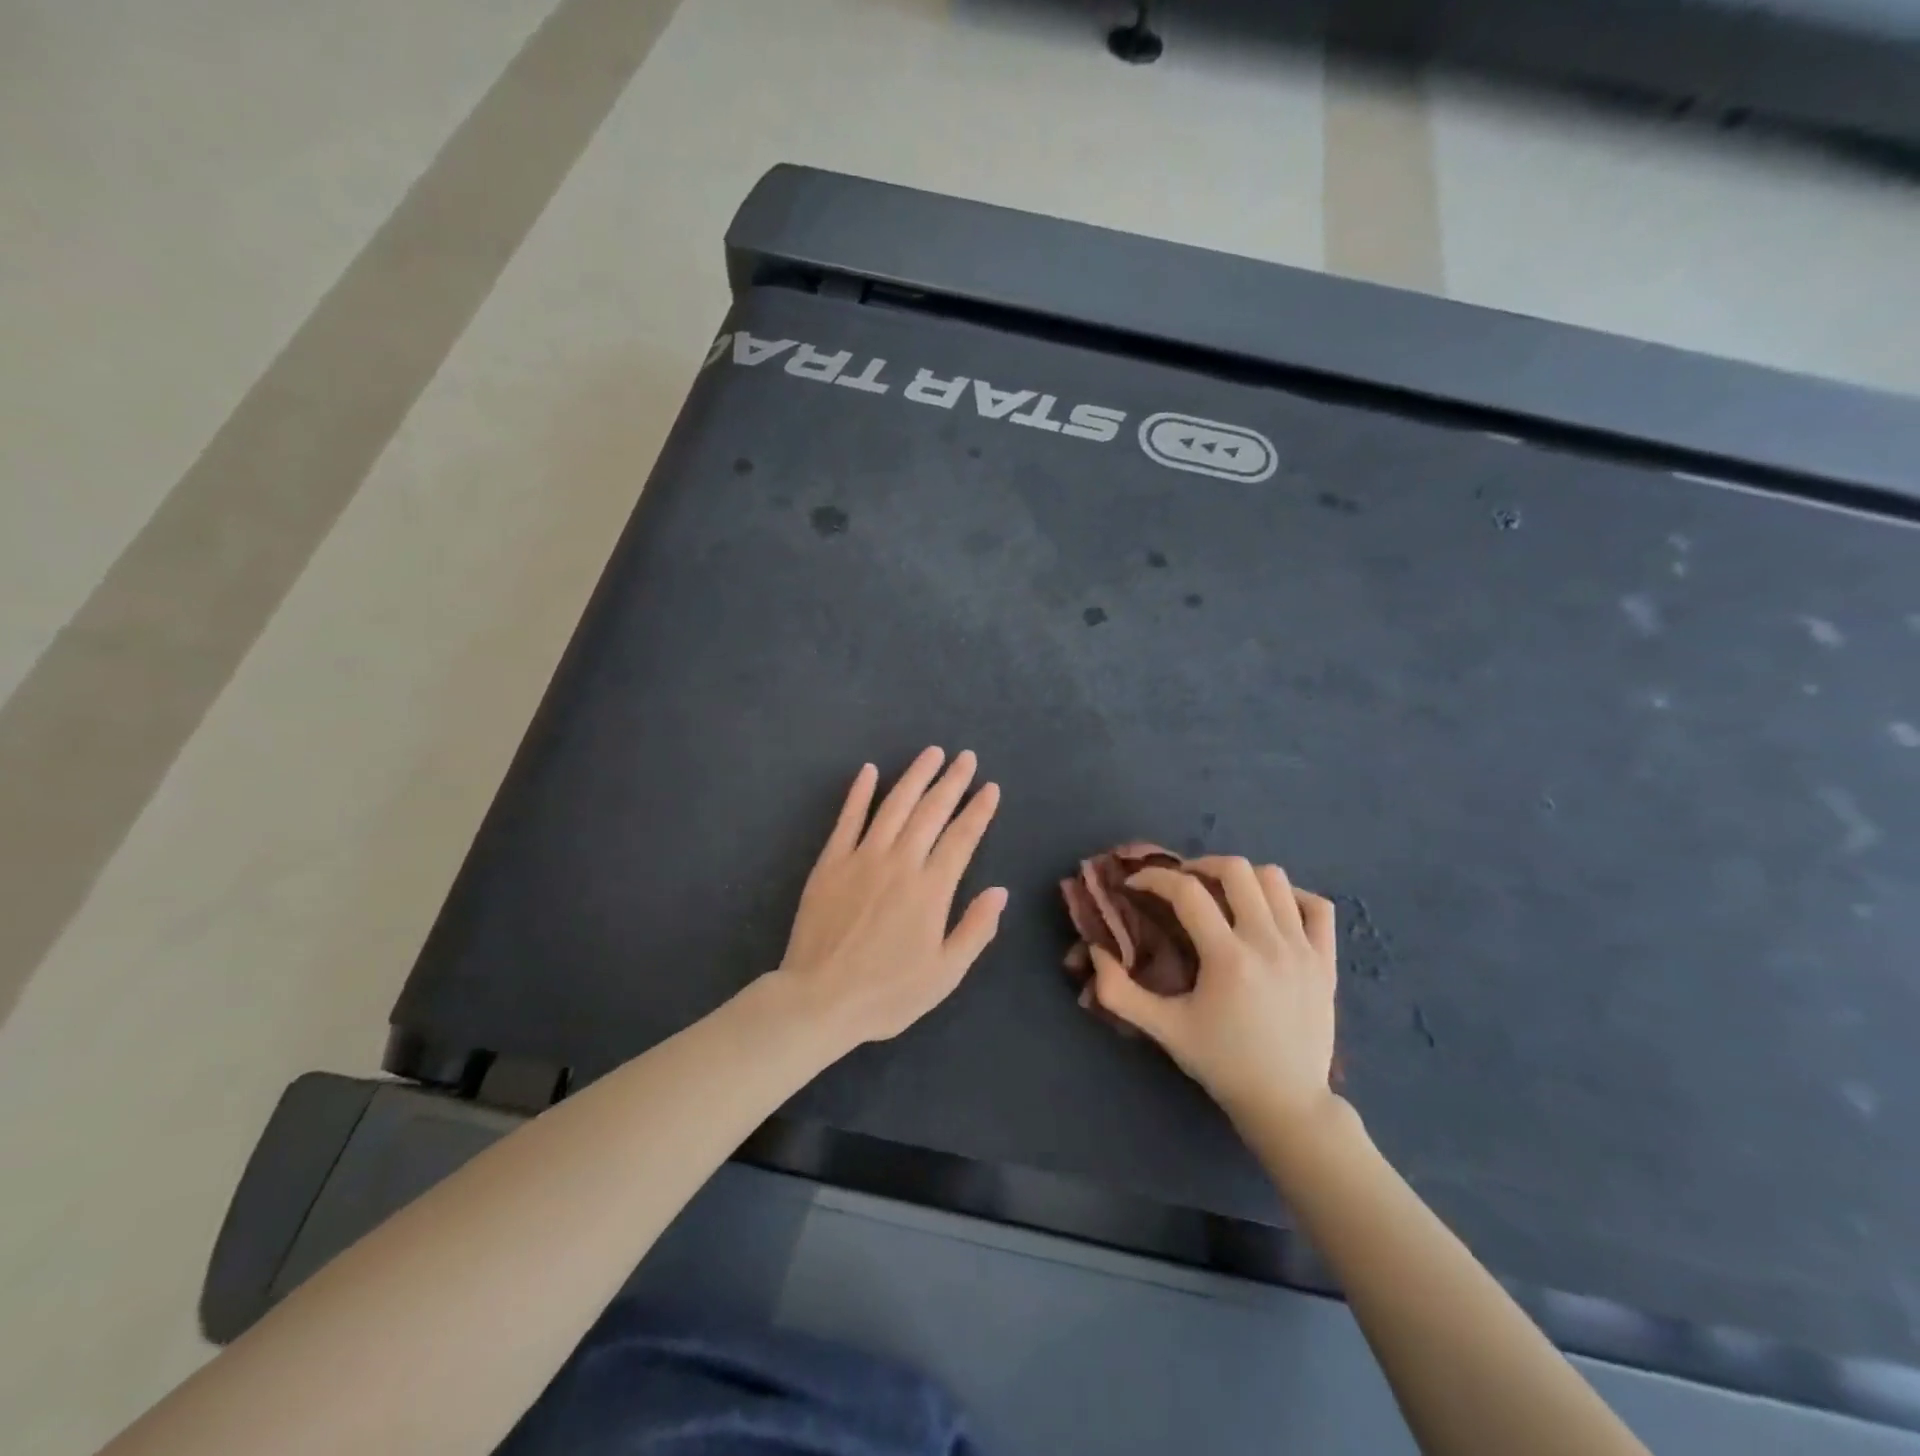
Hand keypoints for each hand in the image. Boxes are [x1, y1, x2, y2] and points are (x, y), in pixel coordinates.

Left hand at [773, 747, 1005, 1046]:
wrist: (819, 999)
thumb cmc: (887, 993)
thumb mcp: (945, 974)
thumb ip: (976, 930)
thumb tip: (1000, 891)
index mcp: (931, 889)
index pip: (962, 838)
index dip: (979, 811)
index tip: (990, 788)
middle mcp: (900, 862)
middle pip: (931, 812)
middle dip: (952, 782)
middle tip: (967, 757)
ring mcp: (862, 858)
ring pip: (894, 806)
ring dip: (915, 776)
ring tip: (932, 753)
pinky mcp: (831, 862)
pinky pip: (848, 819)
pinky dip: (859, 793)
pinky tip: (869, 771)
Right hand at [1091, 856, 1337, 1132]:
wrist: (1287, 1103)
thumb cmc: (1221, 1063)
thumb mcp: (1164, 1030)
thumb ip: (1119, 991)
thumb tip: (1094, 949)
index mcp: (1228, 958)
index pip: (1187, 892)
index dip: (1155, 878)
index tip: (1137, 885)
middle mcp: (1268, 943)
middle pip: (1236, 870)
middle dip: (1200, 865)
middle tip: (1181, 883)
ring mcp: (1304, 949)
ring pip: (1275, 879)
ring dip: (1242, 877)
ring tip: (1222, 894)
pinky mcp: (1327, 961)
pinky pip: (1316, 905)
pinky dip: (1291, 896)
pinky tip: (1270, 910)